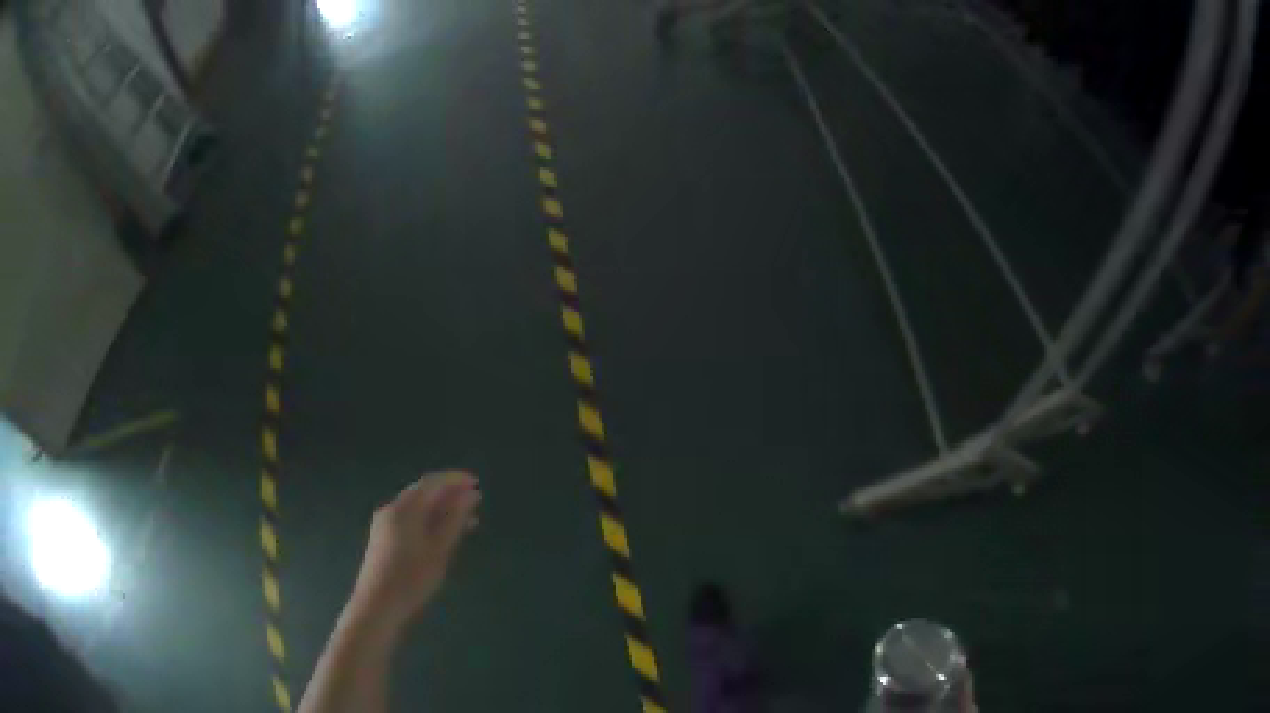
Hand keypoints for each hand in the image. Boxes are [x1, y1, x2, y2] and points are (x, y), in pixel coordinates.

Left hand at [346, 471, 481, 635]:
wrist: (377, 605)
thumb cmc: (412, 579)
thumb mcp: (439, 550)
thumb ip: (454, 521)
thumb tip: (470, 496)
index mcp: (404, 509)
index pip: (432, 483)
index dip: (455, 480)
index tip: (477, 483)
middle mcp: (392, 509)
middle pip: (423, 492)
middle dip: (449, 494)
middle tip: (476, 501)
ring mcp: (385, 523)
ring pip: (417, 507)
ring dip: (441, 509)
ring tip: (468, 520)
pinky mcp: (384, 537)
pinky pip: (410, 518)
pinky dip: (429, 520)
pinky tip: (444, 534)